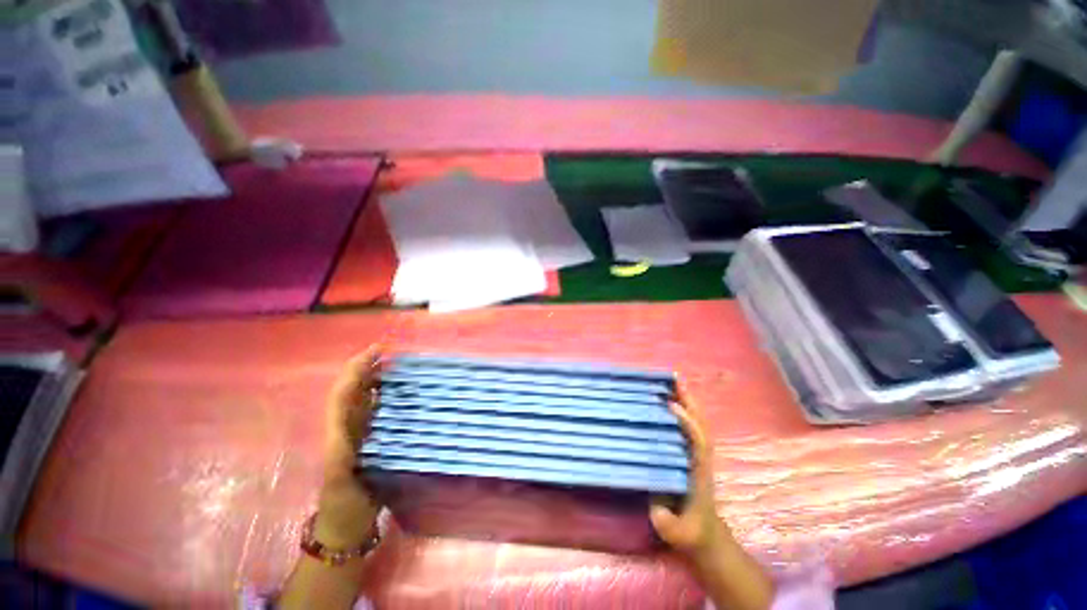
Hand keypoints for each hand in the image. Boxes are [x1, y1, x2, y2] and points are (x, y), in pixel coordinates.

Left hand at [314, 347, 382, 548]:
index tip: (378, 351)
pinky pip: (378, 412)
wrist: (346, 528)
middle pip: (355, 390)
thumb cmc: (342, 506)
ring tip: (399, 364)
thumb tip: (349, 428)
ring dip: (378, 378)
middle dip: (368, 368)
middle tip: (393, 353)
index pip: (344, 392)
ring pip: (366, 398)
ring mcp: (360, 434)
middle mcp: (347, 427)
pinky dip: (387, 397)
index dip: (357, 370)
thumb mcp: (340, 484)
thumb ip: (341, 457)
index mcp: (337, 432)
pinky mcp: (372, 442)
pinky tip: (401, 392)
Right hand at [652, 385, 774, 609]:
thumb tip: (655, 506)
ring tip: (674, 382)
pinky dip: (684, 411)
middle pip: (701, 425)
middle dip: (690, 402)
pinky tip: (672, 401)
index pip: (698, 442)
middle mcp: (701, 459)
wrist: (706, 538)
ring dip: (688, 402)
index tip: (672, 405)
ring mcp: (698, 456)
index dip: (687, 423)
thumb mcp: (677, 533)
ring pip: (698, 424)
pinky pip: (690, 428)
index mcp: (699, 472)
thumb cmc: (691, 533)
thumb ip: (668, 523)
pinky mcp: (691, 456)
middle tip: (676, 379)